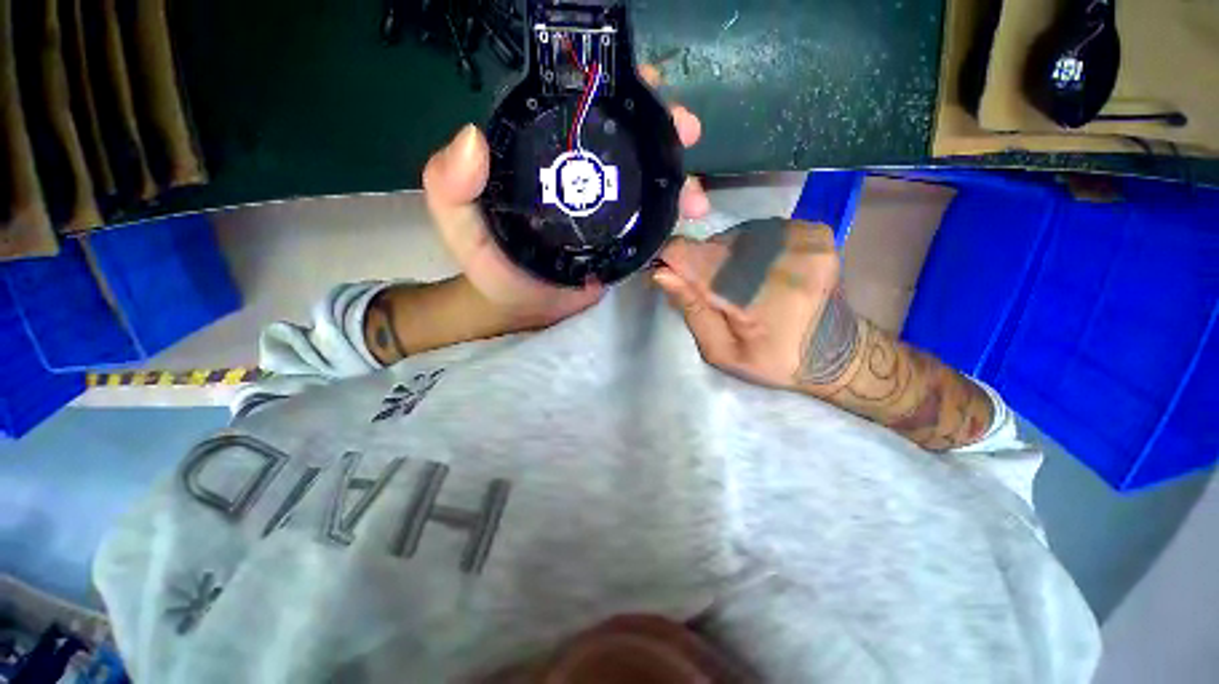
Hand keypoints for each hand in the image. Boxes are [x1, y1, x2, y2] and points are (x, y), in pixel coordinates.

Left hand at [423, 66, 709, 327]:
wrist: (522, 310)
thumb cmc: (491, 267)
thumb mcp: (460, 226)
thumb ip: (451, 187)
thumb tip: (472, 137)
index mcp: (546, 162)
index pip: (581, 113)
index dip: (613, 91)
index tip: (645, 84)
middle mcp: (582, 178)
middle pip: (628, 142)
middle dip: (664, 130)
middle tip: (686, 132)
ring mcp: (608, 210)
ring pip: (649, 181)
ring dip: (679, 177)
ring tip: (695, 194)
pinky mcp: (623, 241)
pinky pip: (653, 221)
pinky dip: (674, 216)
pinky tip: (690, 219)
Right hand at [654, 219, 996, 450]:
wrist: (837, 352)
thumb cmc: (774, 360)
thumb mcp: (722, 352)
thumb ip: (692, 311)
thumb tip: (662, 274)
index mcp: (754, 300)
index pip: (693, 257)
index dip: (672, 261)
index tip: (667, 274)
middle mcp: (779, 262)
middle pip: (713, 244)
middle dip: (701, 264)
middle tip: (711, 292)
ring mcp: (803, 241)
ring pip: (735, 235)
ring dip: (726, 256)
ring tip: (738, 283)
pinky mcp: (815, 232)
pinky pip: (761, 229)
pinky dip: (751, 247)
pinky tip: (759, 270)